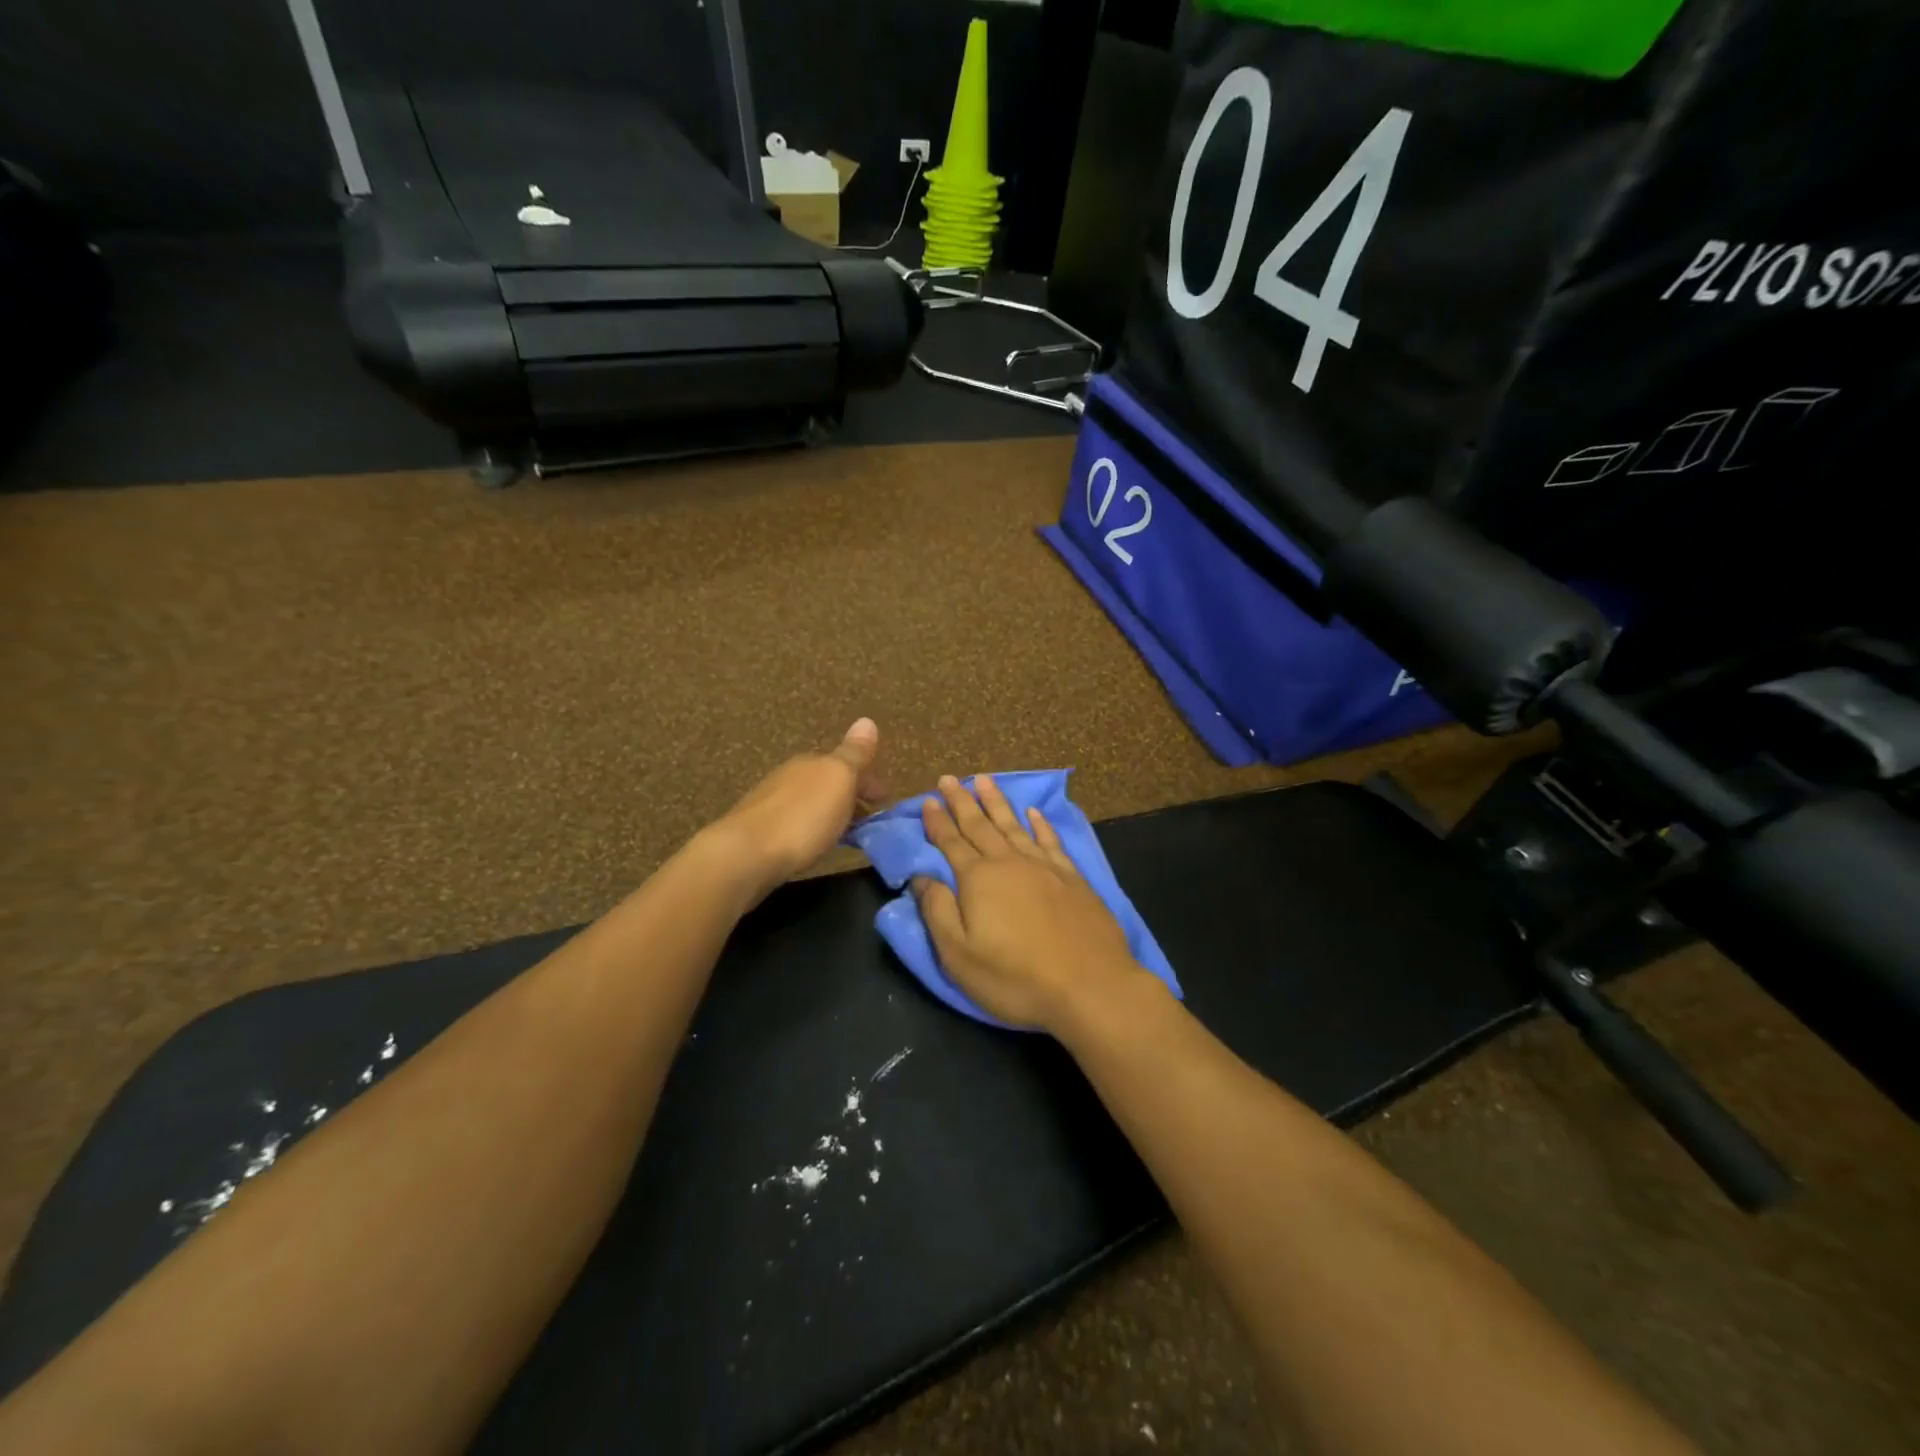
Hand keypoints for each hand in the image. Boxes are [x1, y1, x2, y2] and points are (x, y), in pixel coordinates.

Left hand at [708, 719, 883, 901]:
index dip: (870, 780)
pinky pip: (797, 822)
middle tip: (872, 819)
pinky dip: (813, 828)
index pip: (849, 763)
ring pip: (812, 802)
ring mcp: (772, 802)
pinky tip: (814, 844)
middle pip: (829, 782)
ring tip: (847, 835)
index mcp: (813, 761)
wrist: (746, 854)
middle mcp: (791, 775)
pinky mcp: (760, 830)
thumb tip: (867, 720)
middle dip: (851, 796)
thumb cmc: (803, 817)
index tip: (887, 802)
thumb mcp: (839, 780)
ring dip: (833, 813)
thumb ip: (855, 754)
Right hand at [912, 774, 1149, 1032]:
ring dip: (996, 802)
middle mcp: (1010, 863)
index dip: (937, 821)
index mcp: (978, 879)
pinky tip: (1033, 813)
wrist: (1090, 986)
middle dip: (962, 801)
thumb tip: (921, 877)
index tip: (927, 800)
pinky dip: (1040, 825)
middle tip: (948, 779)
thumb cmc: (1016, 977)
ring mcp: (1044, 867)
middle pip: (980, 825)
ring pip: (1014, 825)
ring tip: (984, 780)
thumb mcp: (960, 956)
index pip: (951, 842)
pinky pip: (1050, 841)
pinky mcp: (1072, 878)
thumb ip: (938, 912)